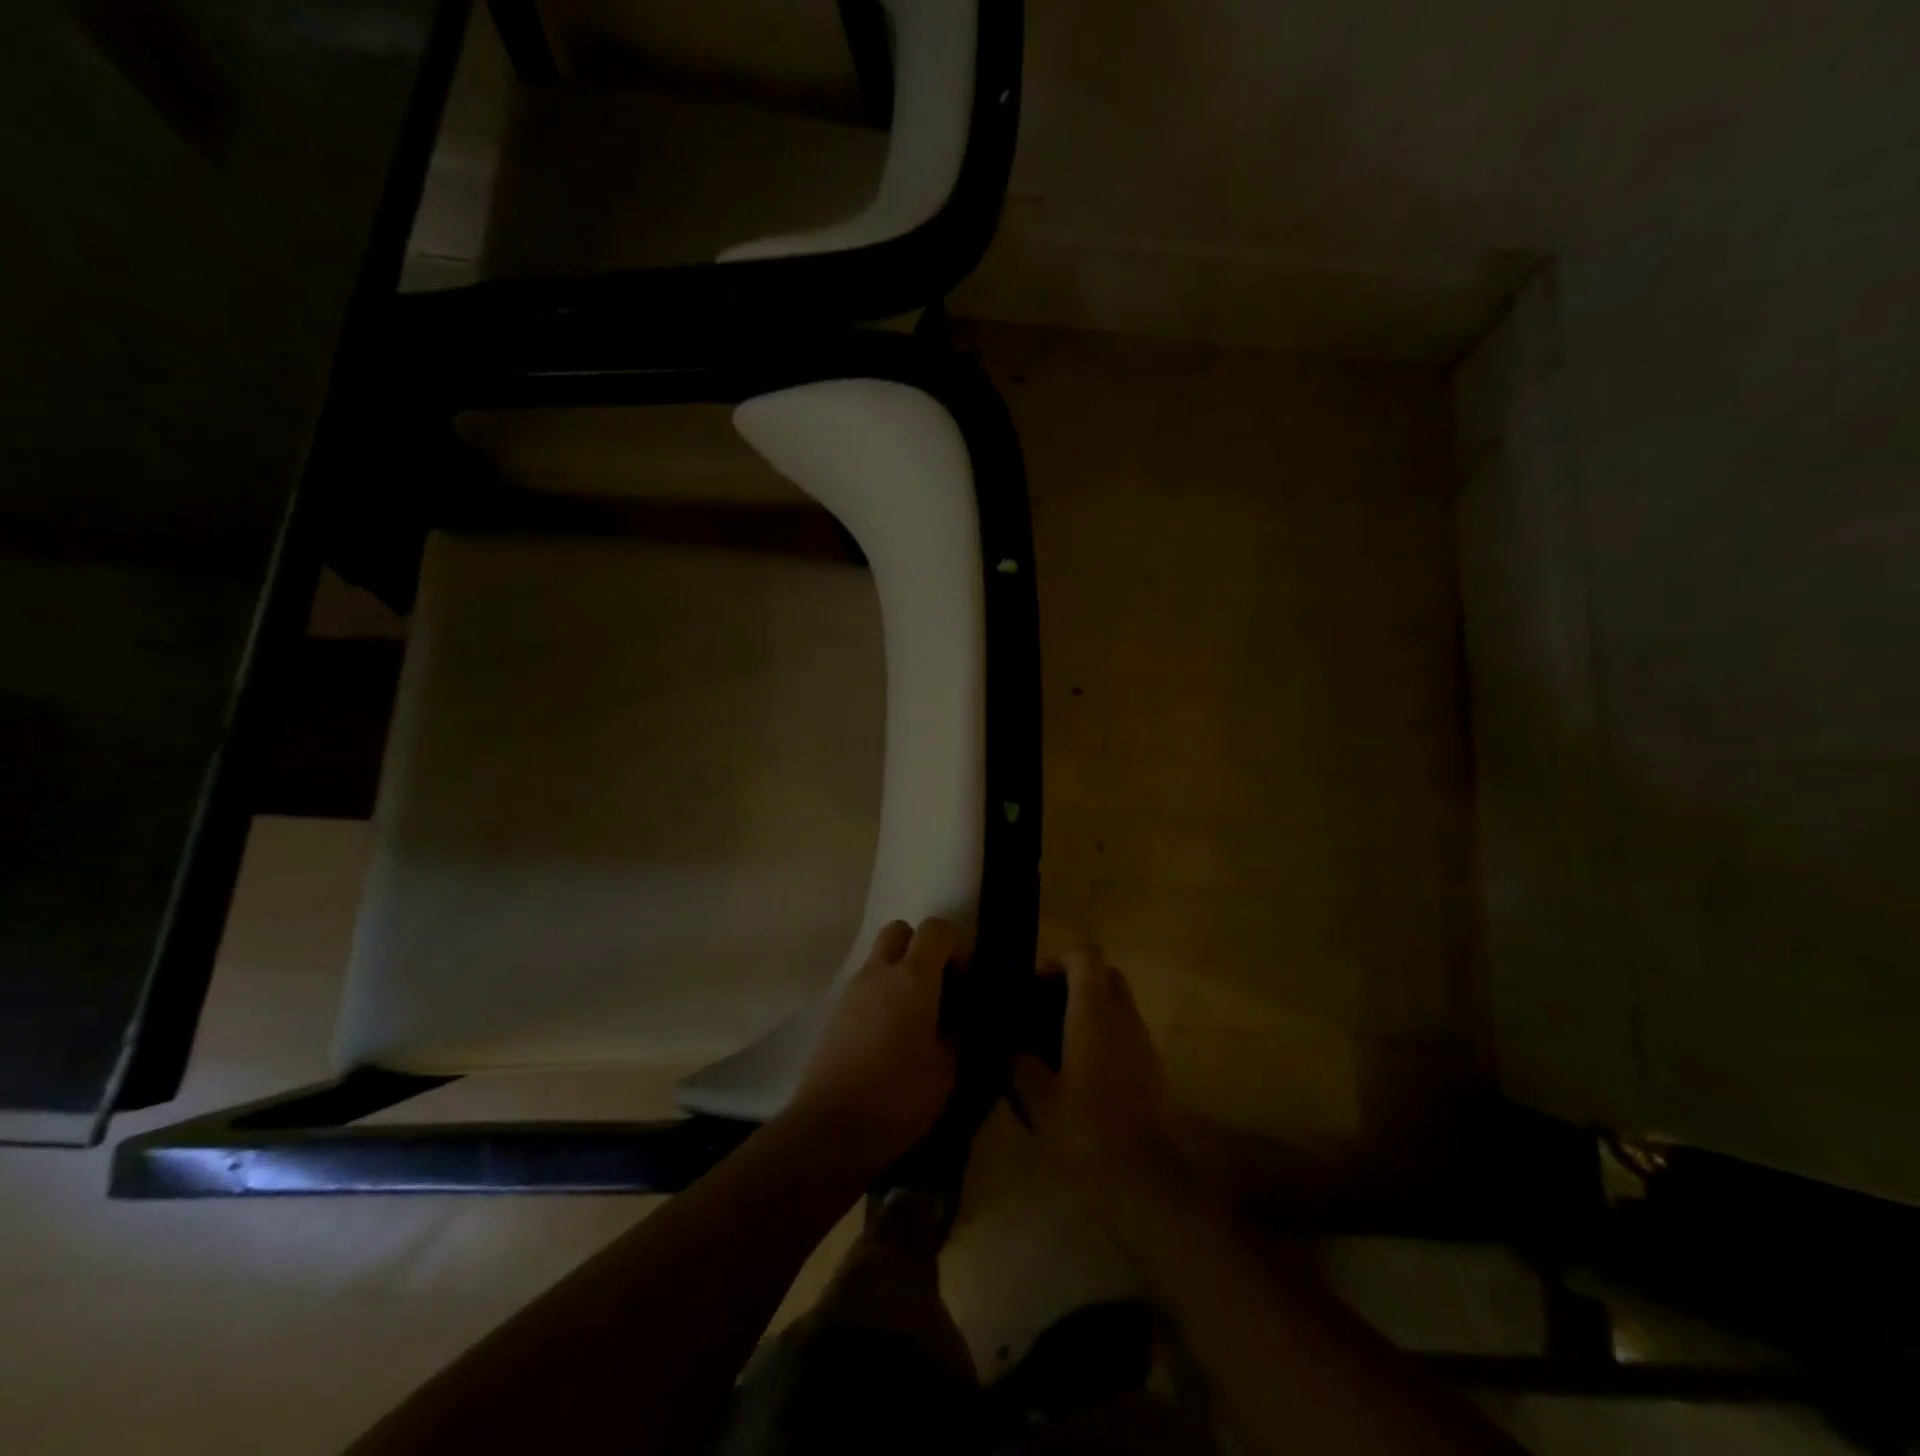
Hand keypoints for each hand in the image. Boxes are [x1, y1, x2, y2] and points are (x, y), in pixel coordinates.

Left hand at [785, 918, 963, 1174]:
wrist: (829, 1130)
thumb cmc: (898, 1097)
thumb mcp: (947, 1072)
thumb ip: (958, 1036)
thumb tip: (960, 1023)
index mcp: (913, 978)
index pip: (937, 929)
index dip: (957, 944)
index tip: (965, 978)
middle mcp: (880, 973)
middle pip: (900, 930)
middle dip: (921, 947)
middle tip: (937, 985)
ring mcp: (852, 991)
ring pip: (879, 959)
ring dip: (899, 973)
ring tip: (915, 1018)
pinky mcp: (835, 1014)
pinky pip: (864, 988)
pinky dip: (881, 996)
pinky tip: (889, 1037)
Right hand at [1015, 947, 1192, 1224]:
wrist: (1154, 1174)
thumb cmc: (1091, 1131)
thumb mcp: (1040, 1102)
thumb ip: (1020, 1066)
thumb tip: (1009, 1047)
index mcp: (1092, 1012)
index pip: (1085, 955)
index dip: (1059, 959)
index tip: (1036, 985)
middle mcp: (1121, 1014)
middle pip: (1104, 972)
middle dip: (1076, 981)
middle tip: (1047, 1010)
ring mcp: (1141, 1038)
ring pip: (1117, 1000)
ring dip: (1091, 1007)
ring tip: (1060, 1043)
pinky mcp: (1152, 1063)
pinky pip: (1125, 1028)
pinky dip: (1105, 1032)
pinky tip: (1083, 1069)